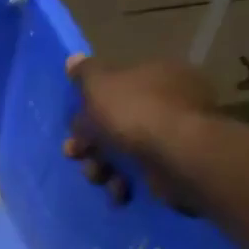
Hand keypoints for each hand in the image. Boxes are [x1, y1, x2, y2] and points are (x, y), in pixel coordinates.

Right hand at [62, 56, 216, 206]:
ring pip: (125, 151)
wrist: (176, 155)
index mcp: (156, 74)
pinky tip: (120, 189)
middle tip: (76, 155)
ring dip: (103, 166)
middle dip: (91, 143)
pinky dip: (126, 182)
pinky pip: (142, 172)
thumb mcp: (100, 85)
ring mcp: (175, 135)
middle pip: (117, 122)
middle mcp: (170, 101)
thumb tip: (73, 59)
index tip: (72, 127)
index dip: (88, 109)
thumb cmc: (134, 113)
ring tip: (99, 176)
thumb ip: (85, 73)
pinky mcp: (176, 165)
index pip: (115, 88)